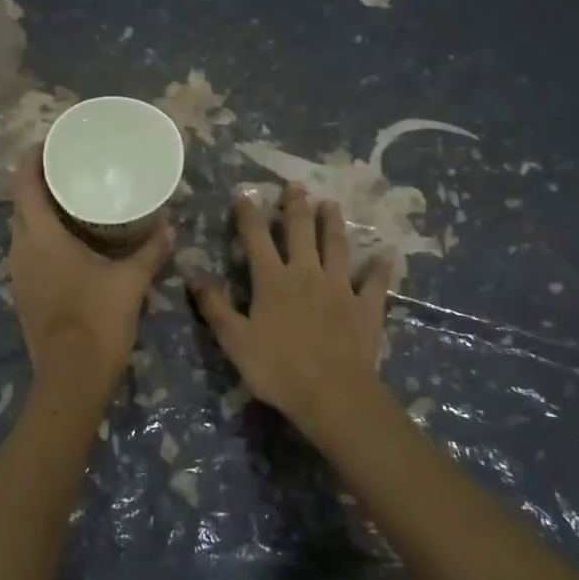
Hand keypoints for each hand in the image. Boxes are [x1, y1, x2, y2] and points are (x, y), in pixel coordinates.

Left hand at [9, 144, 172, 395]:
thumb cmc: (98, 323)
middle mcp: (21, 249)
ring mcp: (18, 273)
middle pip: (21, 202)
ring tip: (70, 198)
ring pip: (22, 227)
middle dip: (38, 180)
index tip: (52, 141)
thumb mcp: (130, 282)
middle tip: (70, 167)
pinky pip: (27, 249)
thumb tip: (168, 225)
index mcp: (41, 238)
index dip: (32, 157)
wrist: (71, 379)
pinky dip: (42, 234)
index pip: (25, 183)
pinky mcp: (23, 291)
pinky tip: (68, 240)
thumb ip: (150, 250)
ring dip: (39, 208)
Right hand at [187, 182, 392, 440]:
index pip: (257, 239)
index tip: (245, 192)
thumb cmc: (277, 368)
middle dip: (296, 207)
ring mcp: (340, 289)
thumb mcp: (234, 340)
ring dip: (333, 225)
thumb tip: (192, 275)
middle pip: (301, 233)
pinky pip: (375, 283)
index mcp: (272, 281)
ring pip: (337, 248)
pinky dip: (380, 269)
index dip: (249, 214)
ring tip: (332, 204)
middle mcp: (307, 275)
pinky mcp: (366, 307)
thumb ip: (214, 306)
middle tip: (296, 185)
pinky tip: (386, 256)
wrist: (332, 394)